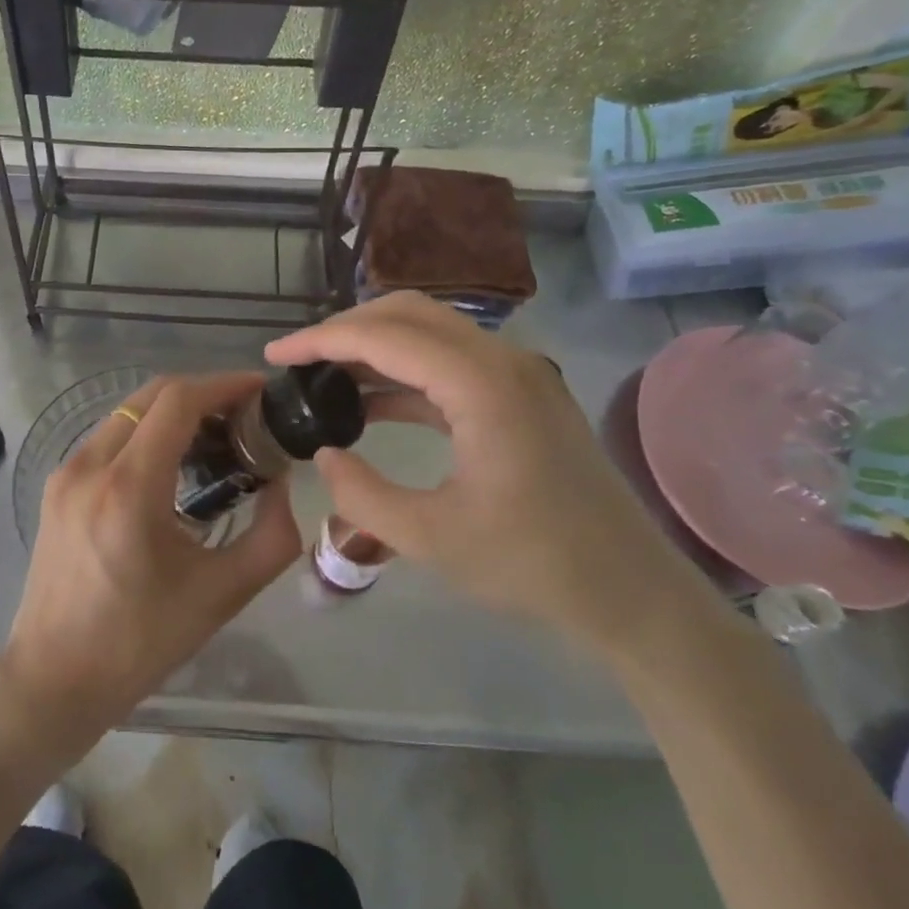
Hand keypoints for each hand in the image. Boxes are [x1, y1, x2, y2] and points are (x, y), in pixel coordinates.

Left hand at [0, 373, 300, 750]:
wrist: (53, 678)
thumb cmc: (140, 642)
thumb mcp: (222, 595)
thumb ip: (270, 537)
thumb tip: (279, 484)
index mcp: (129, 488)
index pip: (178, 401)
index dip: (223, 385)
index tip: (260, 391)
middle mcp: (91, 465)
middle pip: (151, 396)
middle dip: (202, 393)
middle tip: (244, 416)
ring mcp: (66, 472)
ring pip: (128, 413)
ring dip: (173, 412)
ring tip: (215, 439)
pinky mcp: (56, 486)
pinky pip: (109, 438)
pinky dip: (146, 433)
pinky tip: (172, 465)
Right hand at [267, 293, 698, 651]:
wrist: (633, 594)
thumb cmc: (535, 566)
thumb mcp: (431, 539)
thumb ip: (361, 494)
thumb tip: (325, 454)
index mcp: (482, 385)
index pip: (385, 336)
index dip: (322, 340)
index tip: (275, 357)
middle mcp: (503, 360)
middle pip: (408, 314)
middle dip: (345, 329)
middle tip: (298, 360)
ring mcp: (518, 374)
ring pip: (430, 333)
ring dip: (374, 347)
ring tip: (323, 377)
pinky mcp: (522, 394)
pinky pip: (449, 363)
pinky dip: (403, 373)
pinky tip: (370, 404)